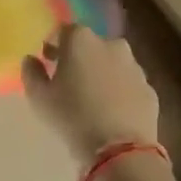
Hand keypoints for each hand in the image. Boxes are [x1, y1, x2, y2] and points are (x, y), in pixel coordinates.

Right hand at [22, 25, 158, 165]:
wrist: (120, 149)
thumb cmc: (72, 116)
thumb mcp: (39, 97)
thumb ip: (31, 72)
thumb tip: (31, 59)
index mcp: (81, 40)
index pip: (64, 31)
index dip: (55, 44)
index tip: (48, 61)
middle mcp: (111, 44)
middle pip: (91, 45)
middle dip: (80, 58)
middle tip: (70, 81)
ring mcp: (134, 66)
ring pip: (113, 63)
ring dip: (102, 74)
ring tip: (92, 99)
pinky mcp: (149, 89)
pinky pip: (128, 85)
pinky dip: (120, 92)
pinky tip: (112, 113)